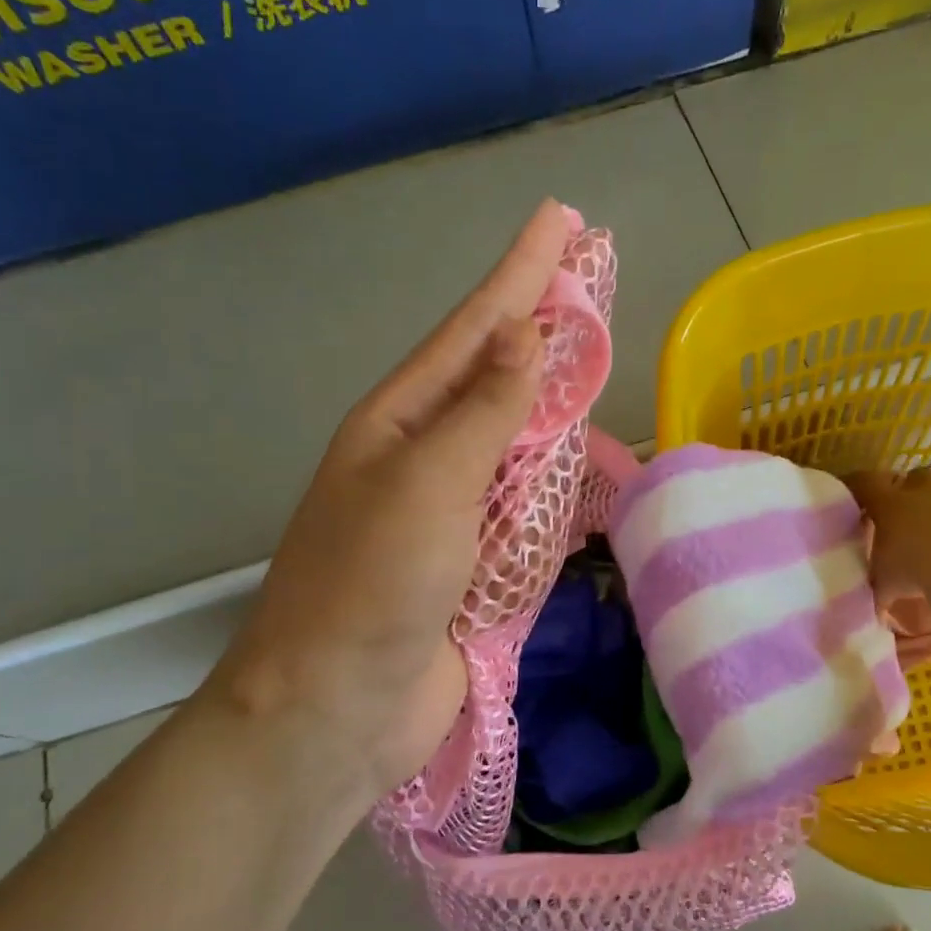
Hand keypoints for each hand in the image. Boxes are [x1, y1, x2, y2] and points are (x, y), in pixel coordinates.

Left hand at [205, 200, 565, 800]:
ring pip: (518, 438)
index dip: (521, 272)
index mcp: (402, 421)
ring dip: (554, 397)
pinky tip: (582, 458)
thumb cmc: (371, 588)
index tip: (561, 221)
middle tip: (587, 272)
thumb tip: (526, 334)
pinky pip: (528, 505)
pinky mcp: (478, 562)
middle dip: (541, 323)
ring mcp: (454, 510)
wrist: (337, 709)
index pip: (476, 329)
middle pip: (498, 375)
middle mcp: (427, 455)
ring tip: (593, 354)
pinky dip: (558, 478)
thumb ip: (484, 412)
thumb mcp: (427, 486)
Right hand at [847, 468, 930, 601]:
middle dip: (915, 490)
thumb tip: (875, 611)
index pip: (866, 483)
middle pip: (919, 476)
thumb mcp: (885, 585)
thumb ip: (879, 589)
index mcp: (894, 505)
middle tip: (910, 516)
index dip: (858, 485)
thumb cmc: (916, 573)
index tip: (854, 493)